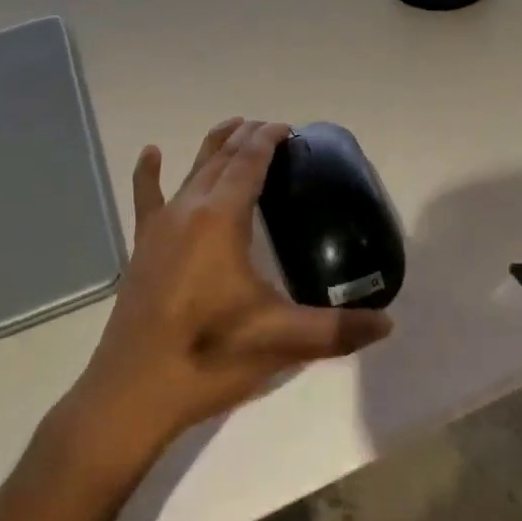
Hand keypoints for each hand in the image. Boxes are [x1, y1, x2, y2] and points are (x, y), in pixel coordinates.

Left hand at [65, 118, 393, 461]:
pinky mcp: (142, 248)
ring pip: (191, 171)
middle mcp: (189, 209)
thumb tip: (388, 325)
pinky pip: (146, 198)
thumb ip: (338, 330)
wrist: (132, 393)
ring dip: (214, 146)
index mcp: (221, 218)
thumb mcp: (280, 340)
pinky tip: (151, 152)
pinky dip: (150, 173)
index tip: (288, 128)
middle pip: (221, 158)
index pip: (249, 162)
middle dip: (247, 137)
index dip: (268, 139)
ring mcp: (160, 227)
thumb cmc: (209, 357)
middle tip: (271, 129)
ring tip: (233, 127)